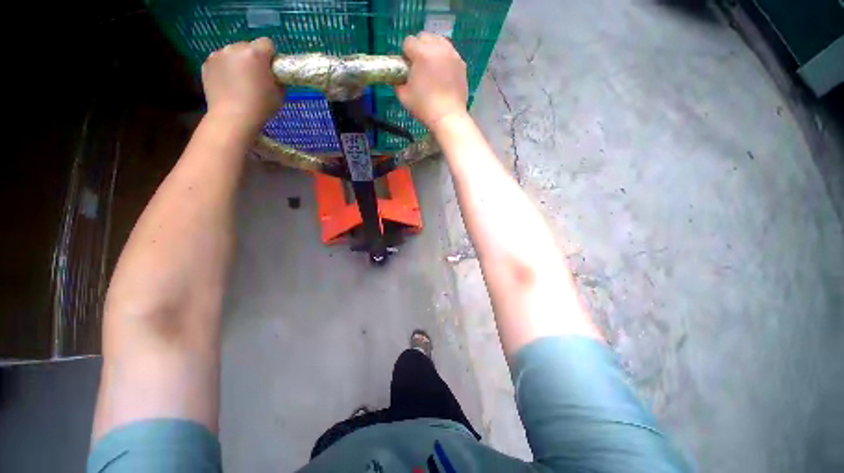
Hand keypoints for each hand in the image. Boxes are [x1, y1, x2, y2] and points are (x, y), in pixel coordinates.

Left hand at [202, 38, 283, 134]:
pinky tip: (228, 85)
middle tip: (255, 78)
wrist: (232, 118)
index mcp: (255, 54)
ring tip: (239, 83)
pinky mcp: (206, 64)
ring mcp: (218, 55)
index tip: (271, 70)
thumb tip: (274, 75)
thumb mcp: (280, 95)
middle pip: (248, 47)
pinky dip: (224, 70)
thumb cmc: (261, 107)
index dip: (271, 56)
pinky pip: (220, 62)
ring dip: (238, 63)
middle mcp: (234, 48)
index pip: (267, 43)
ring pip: (232, 53)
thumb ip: (277, 79)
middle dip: (252, 58)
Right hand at [395, 33, 468, 130]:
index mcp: (421, 53)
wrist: (448, 117)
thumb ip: (398, 82)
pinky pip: (450, 53)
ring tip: (432, 68)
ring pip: (439, 41)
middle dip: (419, 48)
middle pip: (425, 37)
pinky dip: (445, 59)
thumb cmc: (424, 107)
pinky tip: (443, 74)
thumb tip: (398, 77)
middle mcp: (438, 48)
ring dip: (432, 50)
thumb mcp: (403, 96)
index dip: (405, 55)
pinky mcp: (461, 64)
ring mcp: (452, 55)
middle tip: (419, 67)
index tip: (407, 68)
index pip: (408, 42)